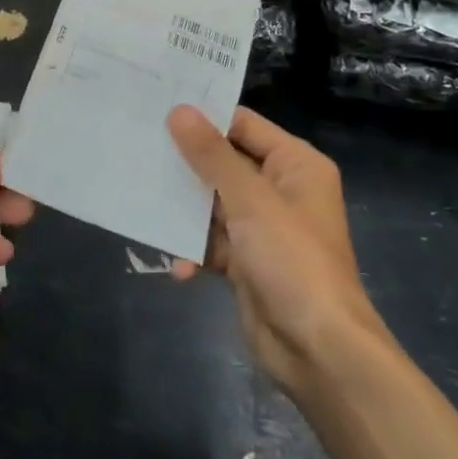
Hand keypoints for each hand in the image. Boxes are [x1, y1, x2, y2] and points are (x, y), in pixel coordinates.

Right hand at [168, 106, 382, 395]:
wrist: (319, 350)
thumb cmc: (292, 260)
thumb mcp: (250, 200)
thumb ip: (211, 155)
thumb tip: (180, 110)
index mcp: (294, 164)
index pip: (242, 125)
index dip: (203, 116)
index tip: (157, 108)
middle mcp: (280, 189)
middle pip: (224, 163)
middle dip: (186, 164)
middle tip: (139, 148)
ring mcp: (263, 227)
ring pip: (213, 203)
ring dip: (184, 210)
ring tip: (143, 201)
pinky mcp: (248, 261)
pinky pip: (212, 242)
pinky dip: (194, 250)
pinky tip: (178, 265)